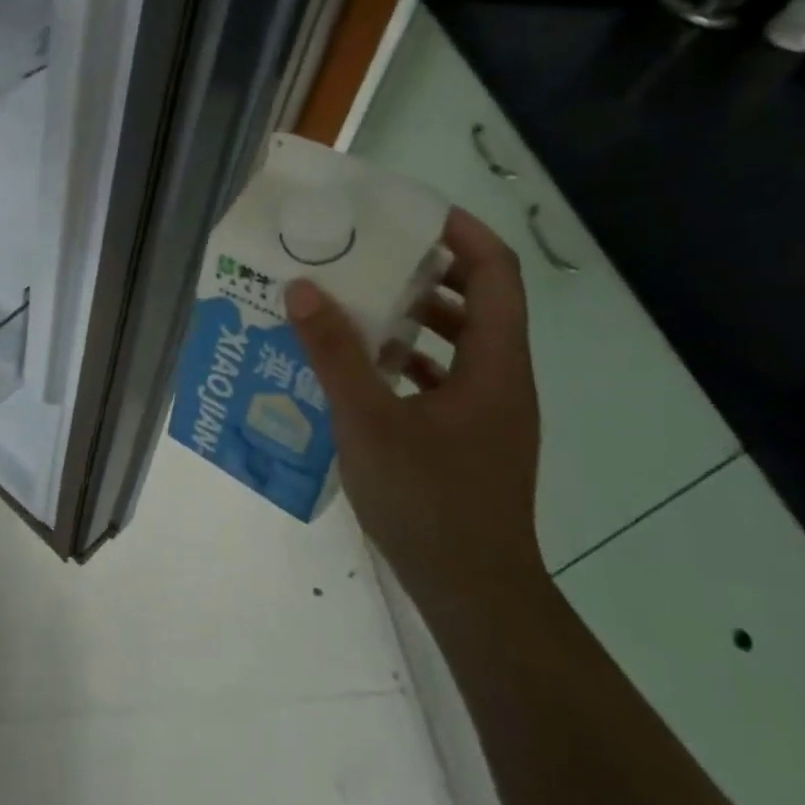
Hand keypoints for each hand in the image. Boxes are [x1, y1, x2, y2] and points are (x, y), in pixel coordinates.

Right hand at [288, 208, 542, 616]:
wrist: (472, 592)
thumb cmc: (429, 499)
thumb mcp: (369, 420)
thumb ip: (334, 353)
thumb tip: (303, 288)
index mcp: (496, 365)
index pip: (496, 273)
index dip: (462, 234)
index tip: (411, 213)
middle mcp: (501, 381)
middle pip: (478, 304)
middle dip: (427, 273)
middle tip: (369, 256)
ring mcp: (487, 414)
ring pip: (458, 345)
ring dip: (413, 320)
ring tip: (355, 306)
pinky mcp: (468, 441)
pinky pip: (440, 381)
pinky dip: (405, 364)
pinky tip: (358, 372)